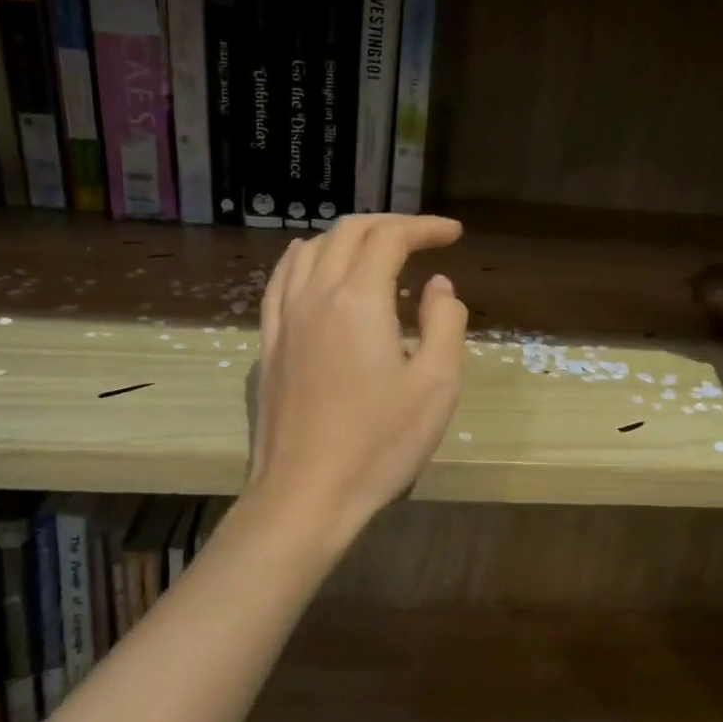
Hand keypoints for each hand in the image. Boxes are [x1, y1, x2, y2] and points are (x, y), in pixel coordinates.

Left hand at [249, 215, 467, 541]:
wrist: (306, 495)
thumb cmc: (379, 444)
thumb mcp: (436, 385)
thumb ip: (444, 323)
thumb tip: (438, 285)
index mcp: (359, 300)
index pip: (390, 239)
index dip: (424, 227)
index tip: (453, 235)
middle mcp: (316, 295)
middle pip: (348, 233)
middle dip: (389, 226)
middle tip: (422, 238)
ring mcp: (285, 319)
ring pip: (311, 250)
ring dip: (347, 237)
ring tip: (375, 249)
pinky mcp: (269, 344)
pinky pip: (281, 281)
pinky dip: (305, 259)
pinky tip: (313, 264)